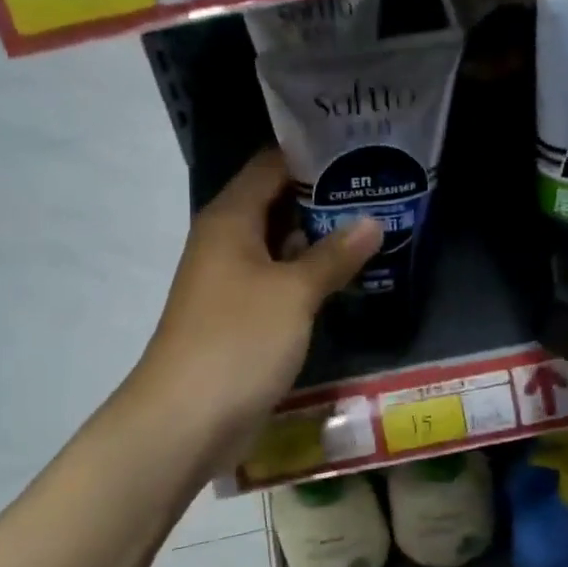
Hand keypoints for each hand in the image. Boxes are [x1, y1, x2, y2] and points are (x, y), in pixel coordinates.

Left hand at [136, 148, 379, 462]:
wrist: (187, 419)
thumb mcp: (293, 293)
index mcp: (230, 219)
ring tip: (376, 224)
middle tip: (380, 187)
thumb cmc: (239, 341)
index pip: (272, 164)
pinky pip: (278, 283)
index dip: (314, 154)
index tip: (362, 148)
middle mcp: (226, 242)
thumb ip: (334, 255)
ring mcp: (231, 283)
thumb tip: (373, 220)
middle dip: (325, 197)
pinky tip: (347, 276)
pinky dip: (308, 276)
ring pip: (280, 246)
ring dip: (320, 239)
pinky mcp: (240, 318)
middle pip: (276, 203)